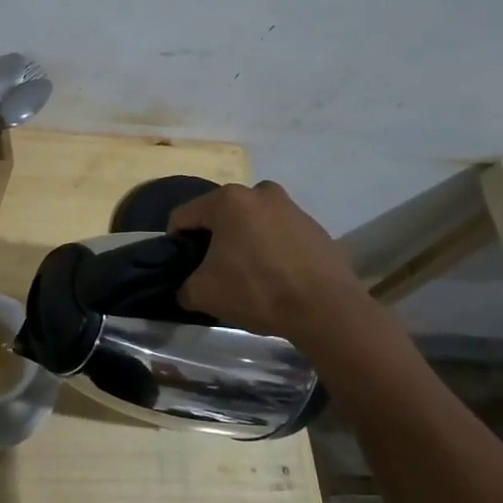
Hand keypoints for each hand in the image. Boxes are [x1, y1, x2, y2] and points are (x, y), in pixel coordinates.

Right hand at [167, 181, 369, 341]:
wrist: (327, 310)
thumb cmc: (258, 291)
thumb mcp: (203, 293)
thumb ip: (183, 286)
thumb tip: (185, 288)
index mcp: (228, 199)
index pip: (183, 216)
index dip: (175, 243)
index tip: (181, 268)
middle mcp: (259, 192)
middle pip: (219, 216)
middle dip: (211, 240)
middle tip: (213, 272)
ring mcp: (290, 206)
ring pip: (250, 223)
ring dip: (242, 243)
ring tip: (246, 275)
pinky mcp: (313, 226)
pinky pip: (277, 233)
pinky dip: (269, 249)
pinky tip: (274, 277)